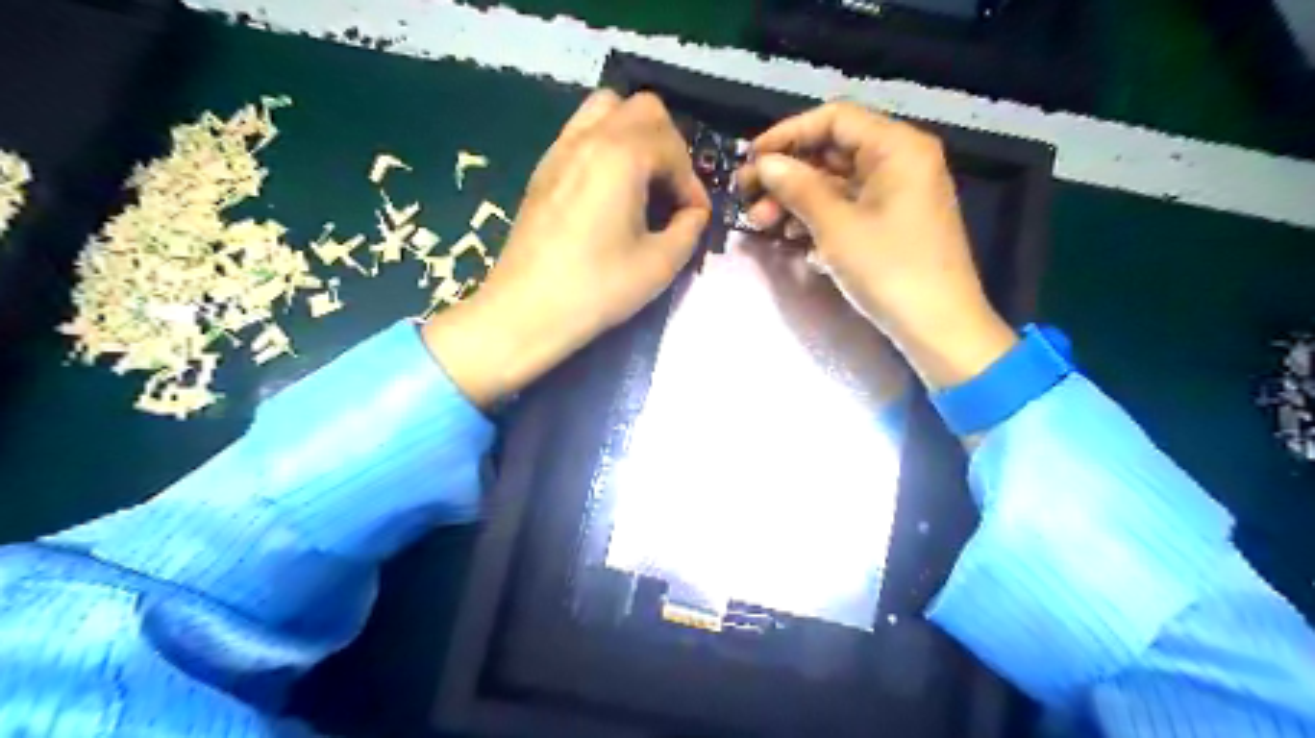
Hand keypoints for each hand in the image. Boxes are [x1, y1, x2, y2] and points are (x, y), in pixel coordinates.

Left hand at [421, 90, 707, 408]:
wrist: (526, 311)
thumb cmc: (596, 288)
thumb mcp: (659, 265)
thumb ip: (688, 230)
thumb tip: (693, 214)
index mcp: (620, 155)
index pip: (672, 146)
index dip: (692, 182)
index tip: (695, 217)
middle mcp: (589, 138)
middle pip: (642, 109)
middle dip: (669, 145)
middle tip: (672, 190)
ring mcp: (559, 150)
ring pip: (607, 110)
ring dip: (635, 135)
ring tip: (643, 181)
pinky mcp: (543, 170)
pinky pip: (582, 132)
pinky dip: (607, 145)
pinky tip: (611, 191)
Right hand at [738, 105, 1014, 392]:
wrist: (938, 327)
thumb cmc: (889, 269)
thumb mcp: (836, 226)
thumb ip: (797, 187)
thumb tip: (764, 163)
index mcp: (896, 147)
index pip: (834, 119)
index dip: (787, 134)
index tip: (751, 158)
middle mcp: (900, 161)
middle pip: (833, 152)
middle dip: (788, 174)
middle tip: (747, 197)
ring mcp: (898, 195)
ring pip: (837, 184)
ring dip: (797, 200)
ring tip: (762, 223)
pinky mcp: (893, 224)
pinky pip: (849, 208)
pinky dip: (819, 218)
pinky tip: (792, 238)